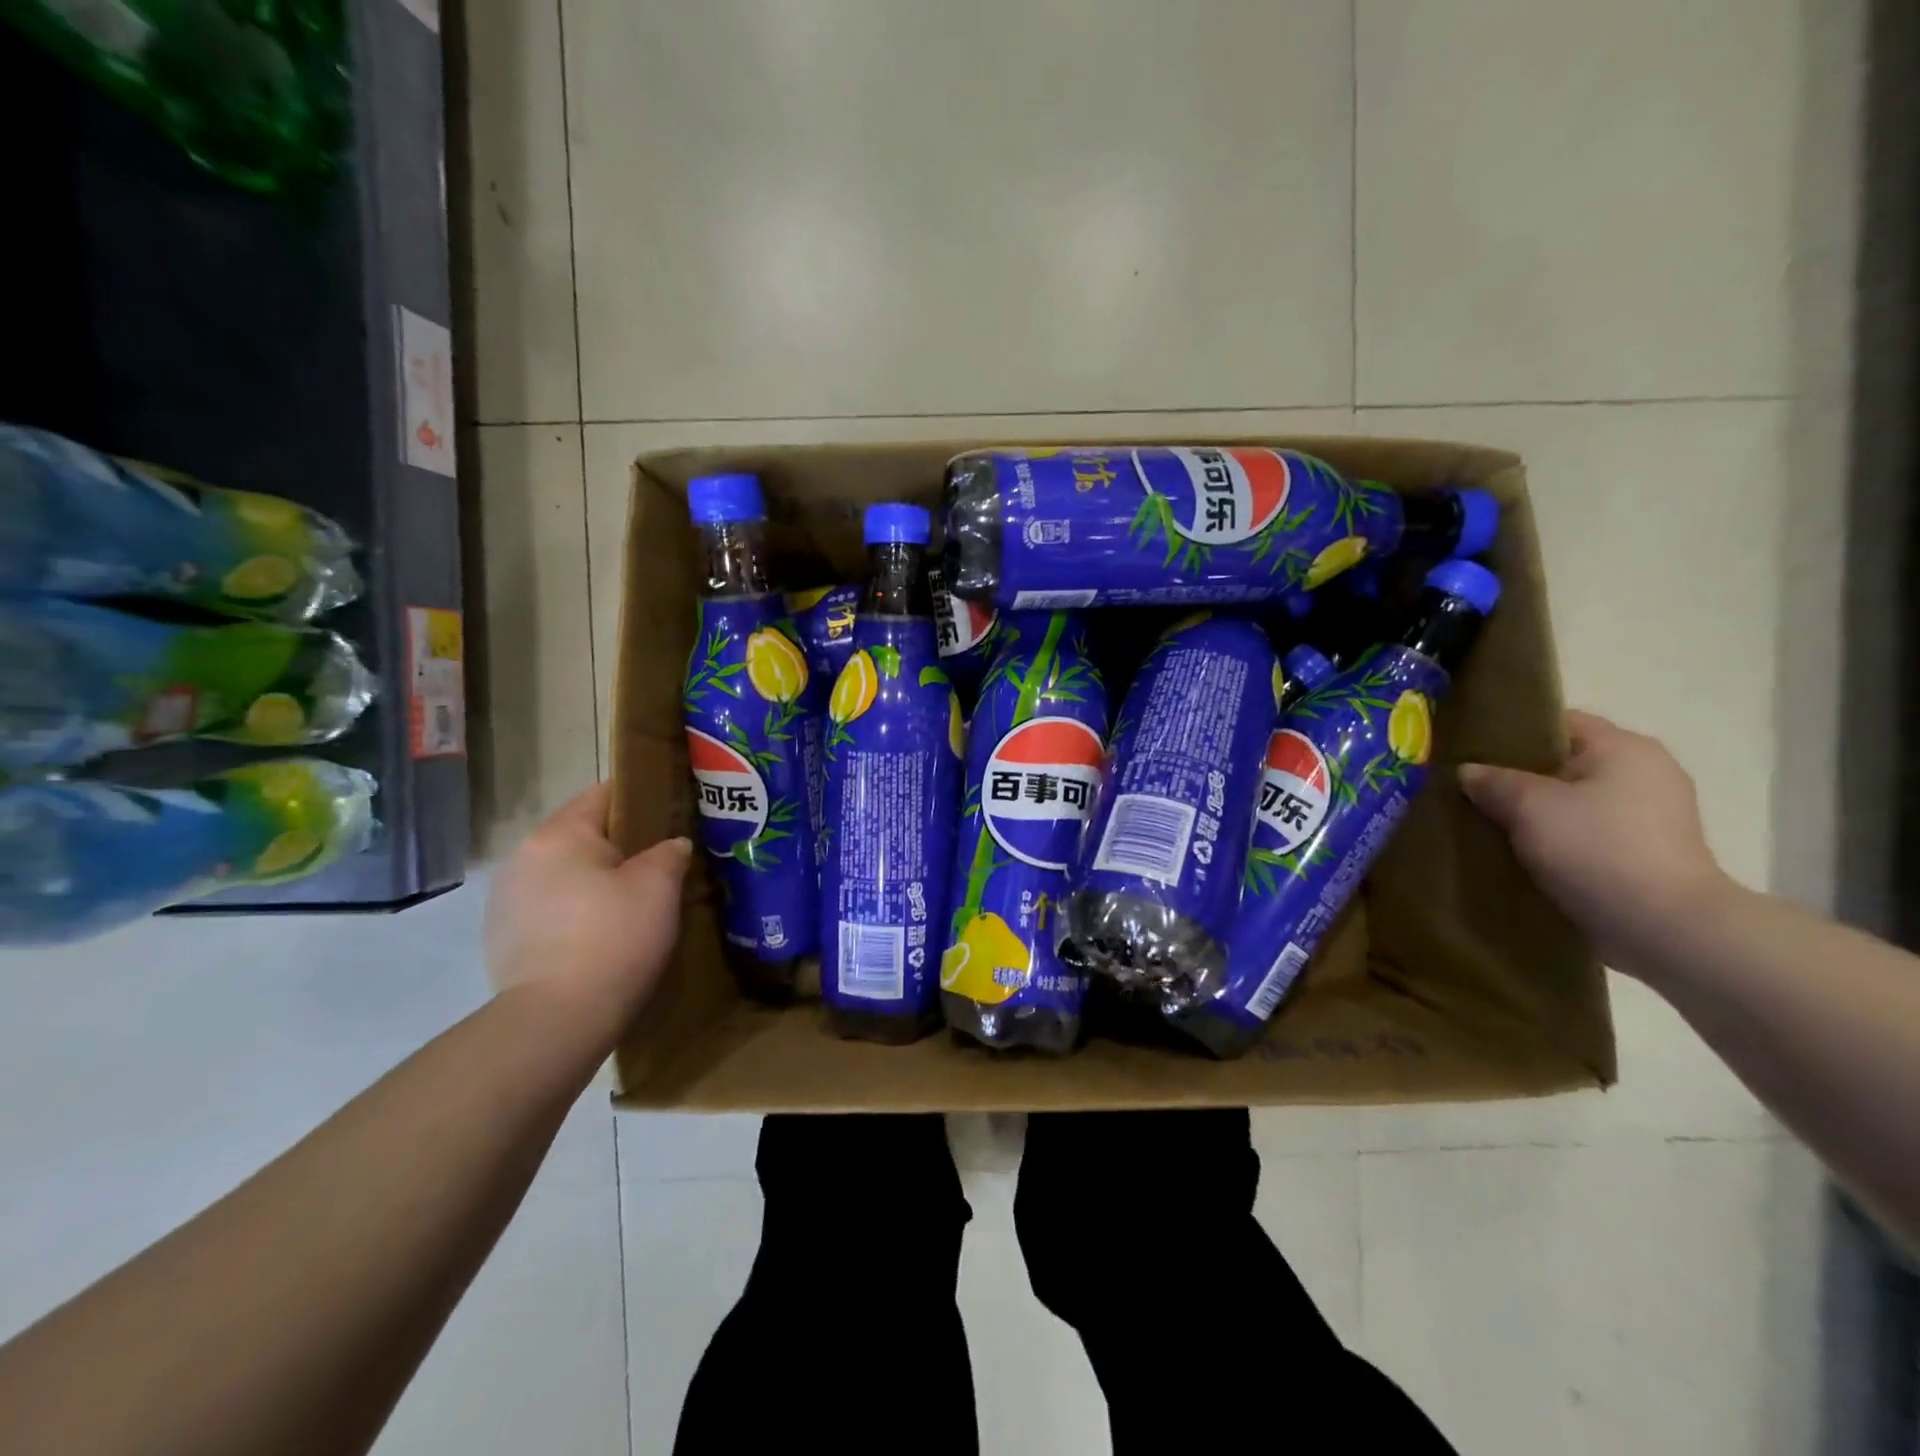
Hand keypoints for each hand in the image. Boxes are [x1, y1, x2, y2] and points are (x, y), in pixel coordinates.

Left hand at [484, 783, 691, 1035]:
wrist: (556, 1021)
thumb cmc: (614, 938)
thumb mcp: (659, 887)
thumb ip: (669, 852)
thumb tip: (672, 845)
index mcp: (559, 835)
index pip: (604, 794)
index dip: (642, 799)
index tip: (672, 814)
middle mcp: (523, 858)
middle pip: (582, 836)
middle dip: (620, 847)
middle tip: (660, 865)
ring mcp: (505, 900)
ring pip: (564, 874)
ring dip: (595, 882)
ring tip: (631, 905)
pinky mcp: (502, 939)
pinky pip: (550, 909)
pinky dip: (575, 914)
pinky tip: (600, 938)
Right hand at [1458, 710, 1734, 971]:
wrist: (1664, 928)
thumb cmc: (1598, 849)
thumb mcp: (1530, 807)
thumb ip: (1494, 781)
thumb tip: (1469, 772)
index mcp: (1624, 748)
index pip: (1556, 722)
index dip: (1509, 732)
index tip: (1468, 750)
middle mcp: (1645, 773)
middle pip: (1563, 762)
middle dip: (1517, 775)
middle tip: (1469, 788)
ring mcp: (1650, 816)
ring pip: (1572, 800)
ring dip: (1534, 811)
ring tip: (1488, 822)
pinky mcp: (1644, 852)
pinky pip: (1585, 831)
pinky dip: (1554, 837)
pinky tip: (1520, 851)